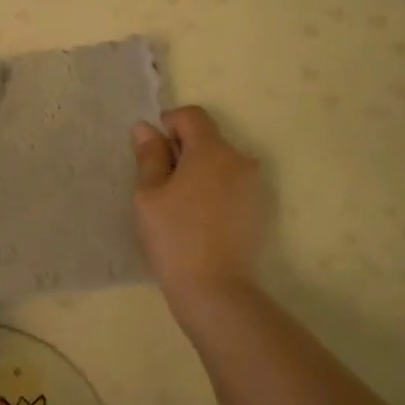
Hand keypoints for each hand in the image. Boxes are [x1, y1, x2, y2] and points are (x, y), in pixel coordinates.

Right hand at [132, 106, 264, 304]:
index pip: (192, 115)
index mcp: (212, 150)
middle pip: (207, 138)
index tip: (152, 153)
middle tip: (160, 184)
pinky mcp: (258, 209)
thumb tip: (146, 128)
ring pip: (219, 162)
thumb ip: (149, 155)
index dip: (168, 125)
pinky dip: (213, 190)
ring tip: (179, 206)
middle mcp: (240, 159)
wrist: (215, 289)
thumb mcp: (149, 193)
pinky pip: (230, 184)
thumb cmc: (174, 236)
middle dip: (182, 151)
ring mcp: (253, 185)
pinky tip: (198, 219)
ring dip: (198, 171)